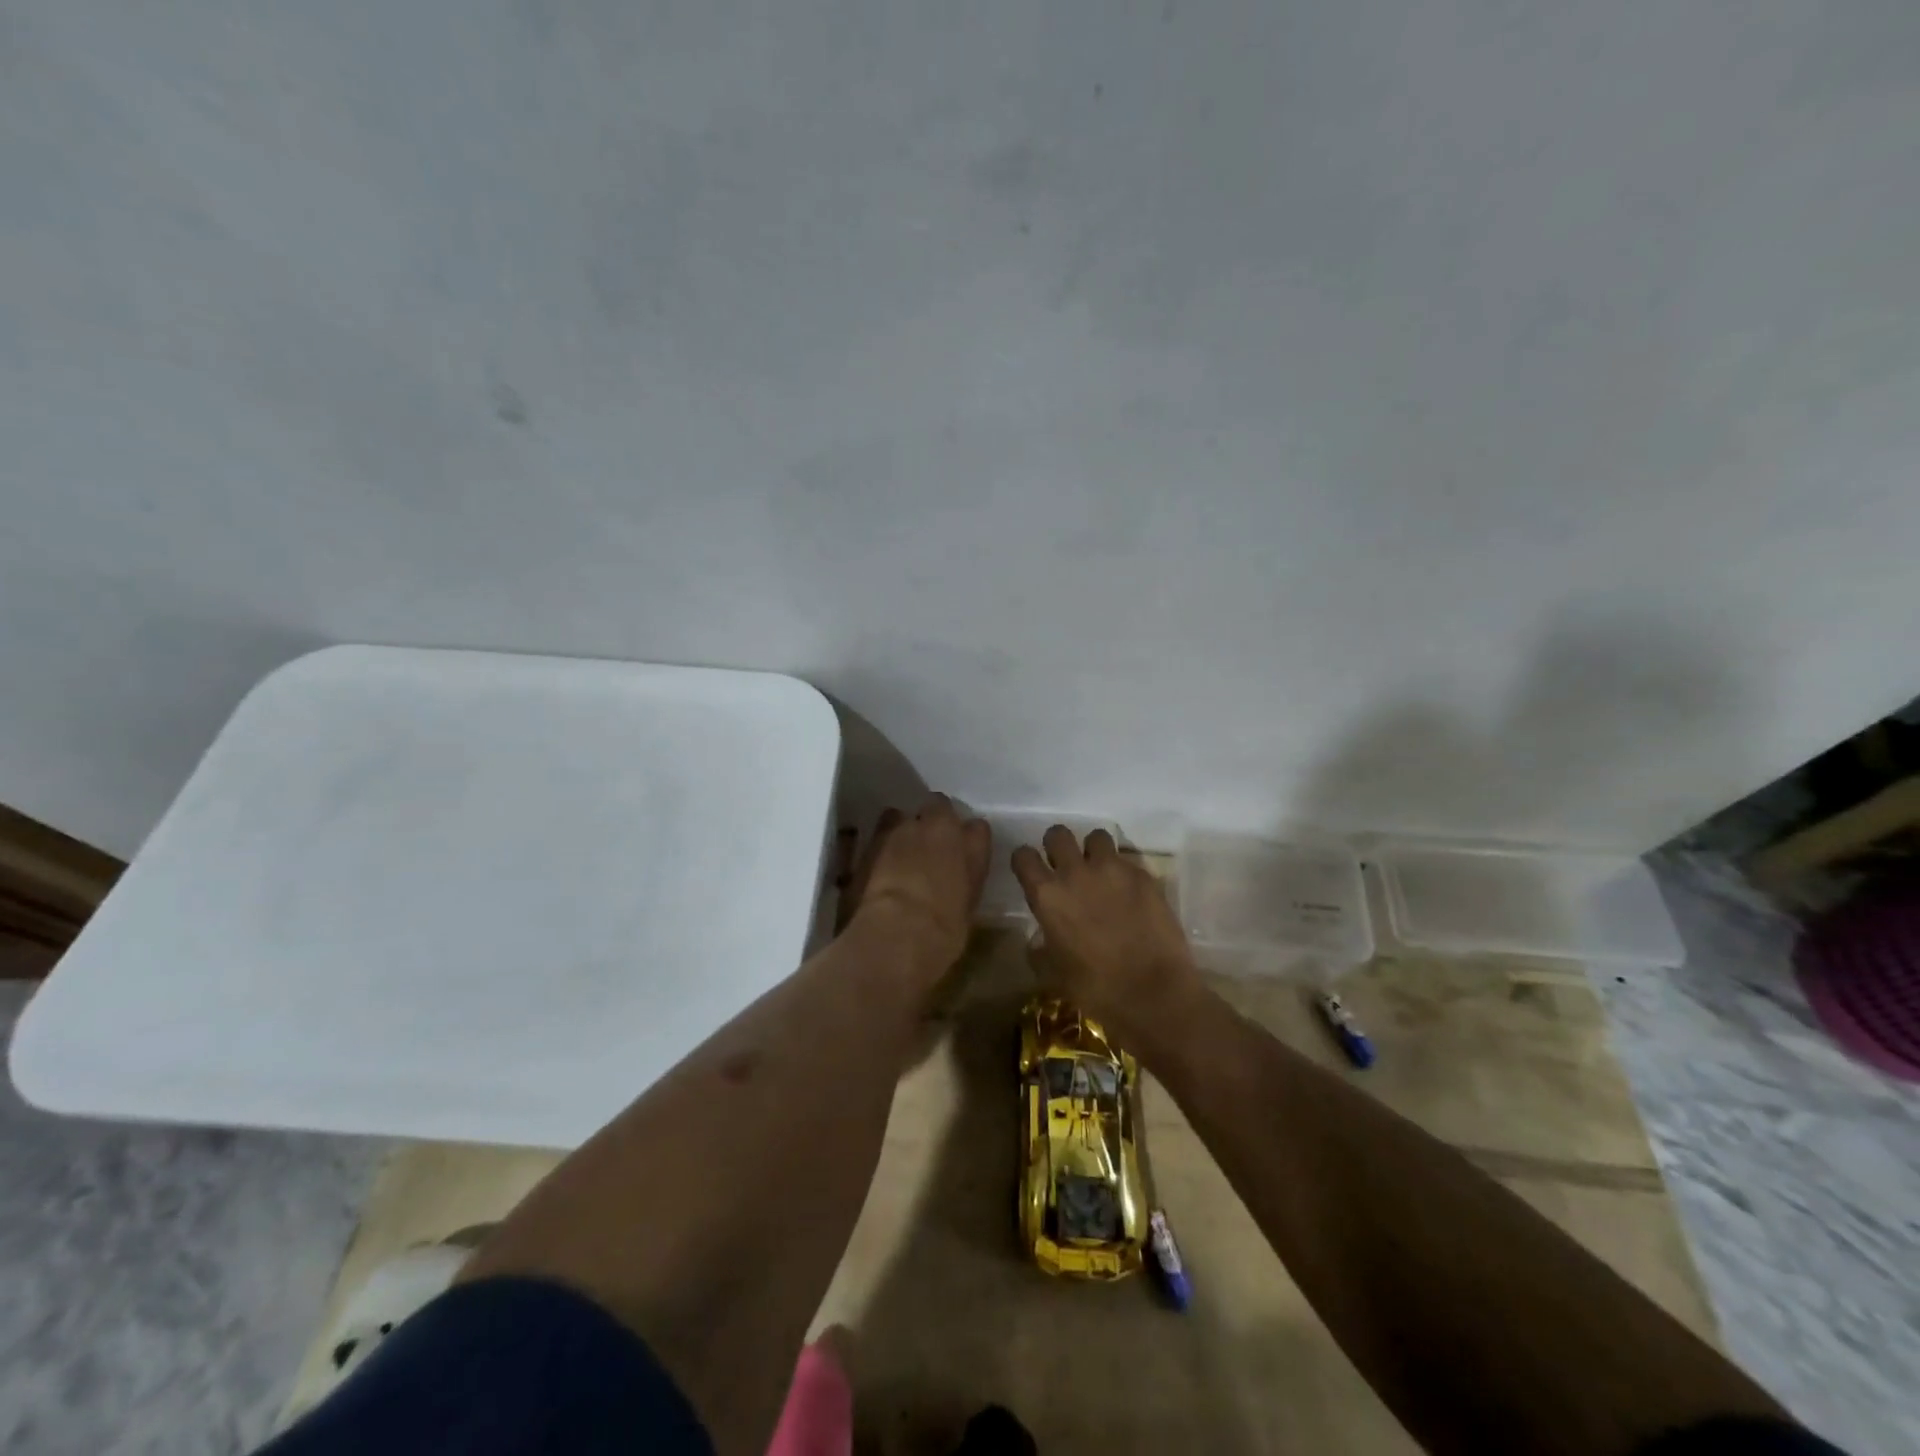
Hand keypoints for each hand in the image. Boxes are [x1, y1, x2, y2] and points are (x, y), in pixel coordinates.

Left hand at [842, 795, 991, 973]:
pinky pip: (880, 829)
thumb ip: (962, 883)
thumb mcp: (965, 909)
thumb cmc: (944, 931)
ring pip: (903, 814)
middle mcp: (940, 827)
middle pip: (939, 805)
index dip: (968, 838)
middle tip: (928, 844)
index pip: (978, 828)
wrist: (900, 931)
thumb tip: (953, 882)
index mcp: (972, 847)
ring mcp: (904, 828)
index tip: (962, 852)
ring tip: (898, 851)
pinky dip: (880, 842)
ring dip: (902, 827)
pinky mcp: (873, 838)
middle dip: (933, 819)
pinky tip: (877, 862)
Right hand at [1012, 826, 1203, 1049]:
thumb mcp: (1052, 974)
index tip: (1031, 871)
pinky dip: (1123, 871)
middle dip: (1057, 845)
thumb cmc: (1095, 989)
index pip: (1023, 856)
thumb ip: (1039, 948)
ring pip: (1096, 837)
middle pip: (1058, 834)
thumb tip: (1038, 939)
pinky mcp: (1143, 875)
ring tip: (1100, 871)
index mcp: (1047, 895)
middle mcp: (1076, 873)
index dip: (1025, 861)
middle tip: (1065, 865)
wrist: (1154, 994)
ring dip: (1093, 850)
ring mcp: (1113, 870)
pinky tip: (1129, 894)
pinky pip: (1127, 860)